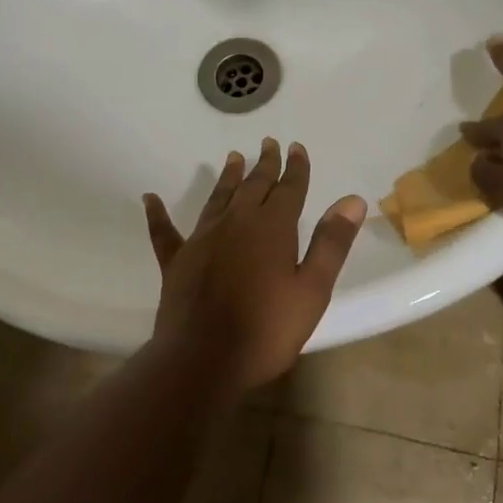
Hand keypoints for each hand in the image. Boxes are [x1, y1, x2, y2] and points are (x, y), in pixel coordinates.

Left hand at [143, 139, 367, 391]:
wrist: (204, 358)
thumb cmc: (267, 329)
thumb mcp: (312, 289)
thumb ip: (331, 243)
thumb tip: (351, 200)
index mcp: (272, 227)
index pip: (288, 188)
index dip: (295, 167)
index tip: (297, 147)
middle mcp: (236, 222)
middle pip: (253, 185)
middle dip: (265, 164)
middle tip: (269, 143)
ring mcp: (202, 239)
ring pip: (217, 199)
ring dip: (227, 178)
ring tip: (233, 158)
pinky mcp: (176, 260)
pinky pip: (165, 231)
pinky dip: (158, 214)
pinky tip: (150, 199)